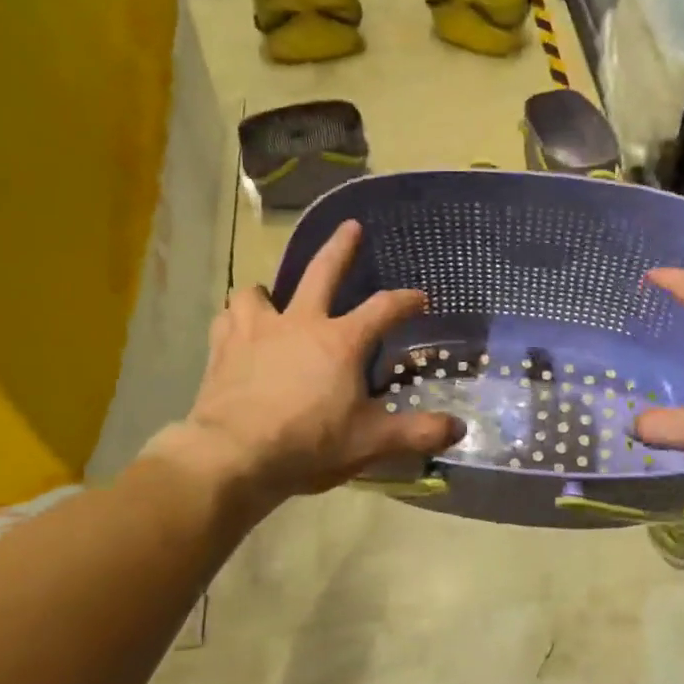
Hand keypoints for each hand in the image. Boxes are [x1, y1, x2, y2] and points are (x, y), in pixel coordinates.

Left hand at [154, 220, 460, 501]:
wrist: (233, 456)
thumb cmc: (308, 444)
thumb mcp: (371, 442)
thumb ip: (417, 433)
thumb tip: (460, 429)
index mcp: (341, 341)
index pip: (383, 309)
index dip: (406, 301)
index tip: (420, 298)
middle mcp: (300, 323)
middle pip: (322, 272)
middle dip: (341, 247)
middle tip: (351, 227)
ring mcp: (256, 331)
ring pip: (259, 292)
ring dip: (268, 293)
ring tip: (272, 300)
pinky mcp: (223, 348)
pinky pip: (228, 320)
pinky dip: (236, 321)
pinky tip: (238, 332)